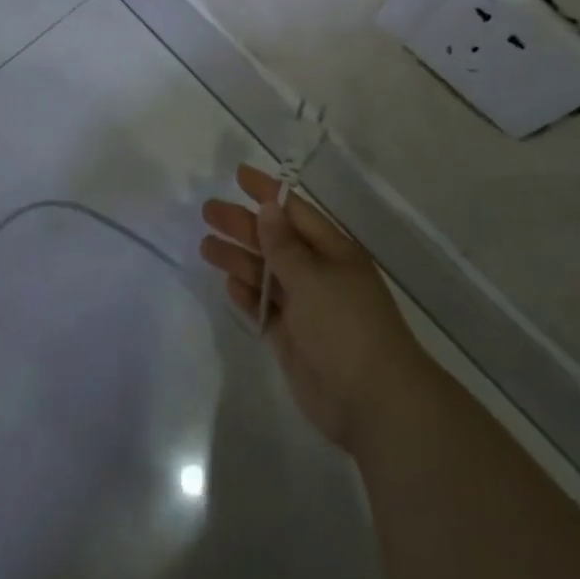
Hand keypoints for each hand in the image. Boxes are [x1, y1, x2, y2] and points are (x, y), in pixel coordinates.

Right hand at [201, 164, 431, 453]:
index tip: (239, 175)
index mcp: (333, 251)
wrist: (373, 402)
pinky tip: (229, 284)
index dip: (267, 193)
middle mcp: (319, 274)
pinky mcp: (293, 339)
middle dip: (244, 225)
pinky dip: (249, 296)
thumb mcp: (313, 278)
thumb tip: (268, 207)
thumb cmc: (345, 326)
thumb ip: (284, 245)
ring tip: (206, 245)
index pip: (295, 212)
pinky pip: (266, 308)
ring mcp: (306, 308)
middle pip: (275, 241)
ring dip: (239, 258)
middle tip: (208, 211)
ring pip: (267, 274)